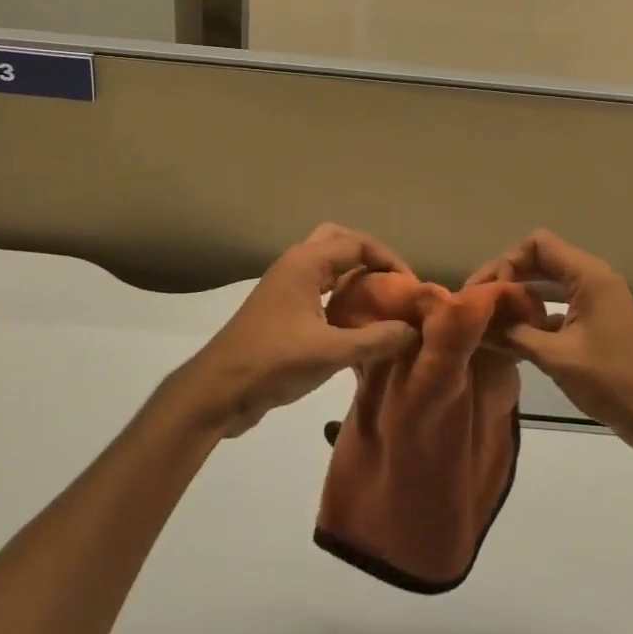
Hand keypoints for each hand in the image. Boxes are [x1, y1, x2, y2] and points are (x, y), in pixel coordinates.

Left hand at [173, 225, 420, 437]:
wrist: (218, 391)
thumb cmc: (273, 361)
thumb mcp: (330, 352)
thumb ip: (375, 339)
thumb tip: (414, 330)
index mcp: (305, 262)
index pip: (357, 243)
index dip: (389, 260)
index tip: (410, 286)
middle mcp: (295, 265)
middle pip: (339, 242)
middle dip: (369, 258)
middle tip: (391, 284)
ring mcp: (285, 287)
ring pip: (327, 267)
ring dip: (354, 277)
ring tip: (380, 303)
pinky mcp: (281, 311)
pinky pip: (318, 290)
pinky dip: (340, 298)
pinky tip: (356, 326)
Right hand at [468, 229, 632, 459]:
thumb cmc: (613, 381)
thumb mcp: (557, 357)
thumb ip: (514, 335)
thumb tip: (478, 324)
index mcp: (589, 276)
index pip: (538, 244)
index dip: (508, 261)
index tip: (489, 292)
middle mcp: (593, 279)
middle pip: (541, 258)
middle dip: (508, 276)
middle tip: (477, 301)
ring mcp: (596, 300)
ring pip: (548, 282)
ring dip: (520, 294)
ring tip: (490, 316)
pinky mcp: (596, 321)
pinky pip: (558, 303)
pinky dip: (535, 313)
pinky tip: (515, 336)